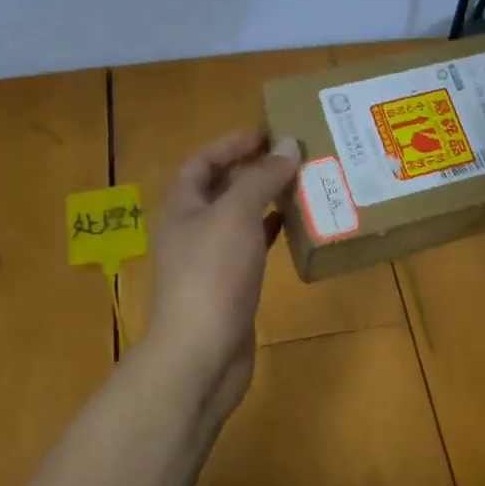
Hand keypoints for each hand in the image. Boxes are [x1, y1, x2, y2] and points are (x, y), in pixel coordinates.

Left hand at [148, 129, 301, 408]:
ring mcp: (210, 259)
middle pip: (222, 187)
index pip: (203, 161)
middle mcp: (192, 228)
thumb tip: (288, 144)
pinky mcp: (230, 284)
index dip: (232, 143)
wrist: (202, 352)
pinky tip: (295, 225)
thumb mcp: (237, 215)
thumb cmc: (213, 274)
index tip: (269, 132)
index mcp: (182, 206)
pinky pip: (252, 245)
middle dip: (254, 168)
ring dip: (266, 198)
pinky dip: (271, 231)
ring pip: (240, 216)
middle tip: (294, 154)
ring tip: (302, 182)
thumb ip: (262, 177)